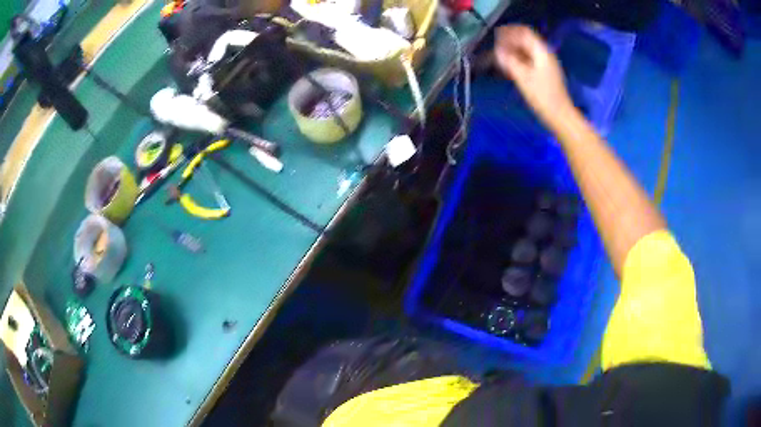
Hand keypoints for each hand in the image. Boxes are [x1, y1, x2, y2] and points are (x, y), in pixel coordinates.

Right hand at [494, 25, 574, 128]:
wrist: (560, 116)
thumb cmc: (543, 96)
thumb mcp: (523, 77)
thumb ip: (509, 61)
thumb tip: (497, 51)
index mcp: (541, 52)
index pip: (524, 33)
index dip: (510, 32)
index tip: (495, 36)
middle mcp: (544, 55)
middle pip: (525, 41)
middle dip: (510, 42)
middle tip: (495, 48)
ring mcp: (545, 65)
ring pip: (526, 52)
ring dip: (512, 52)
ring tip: (499, 58)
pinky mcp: (544, 75)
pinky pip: (529, 61)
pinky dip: (518, 61)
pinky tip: (509, 68)